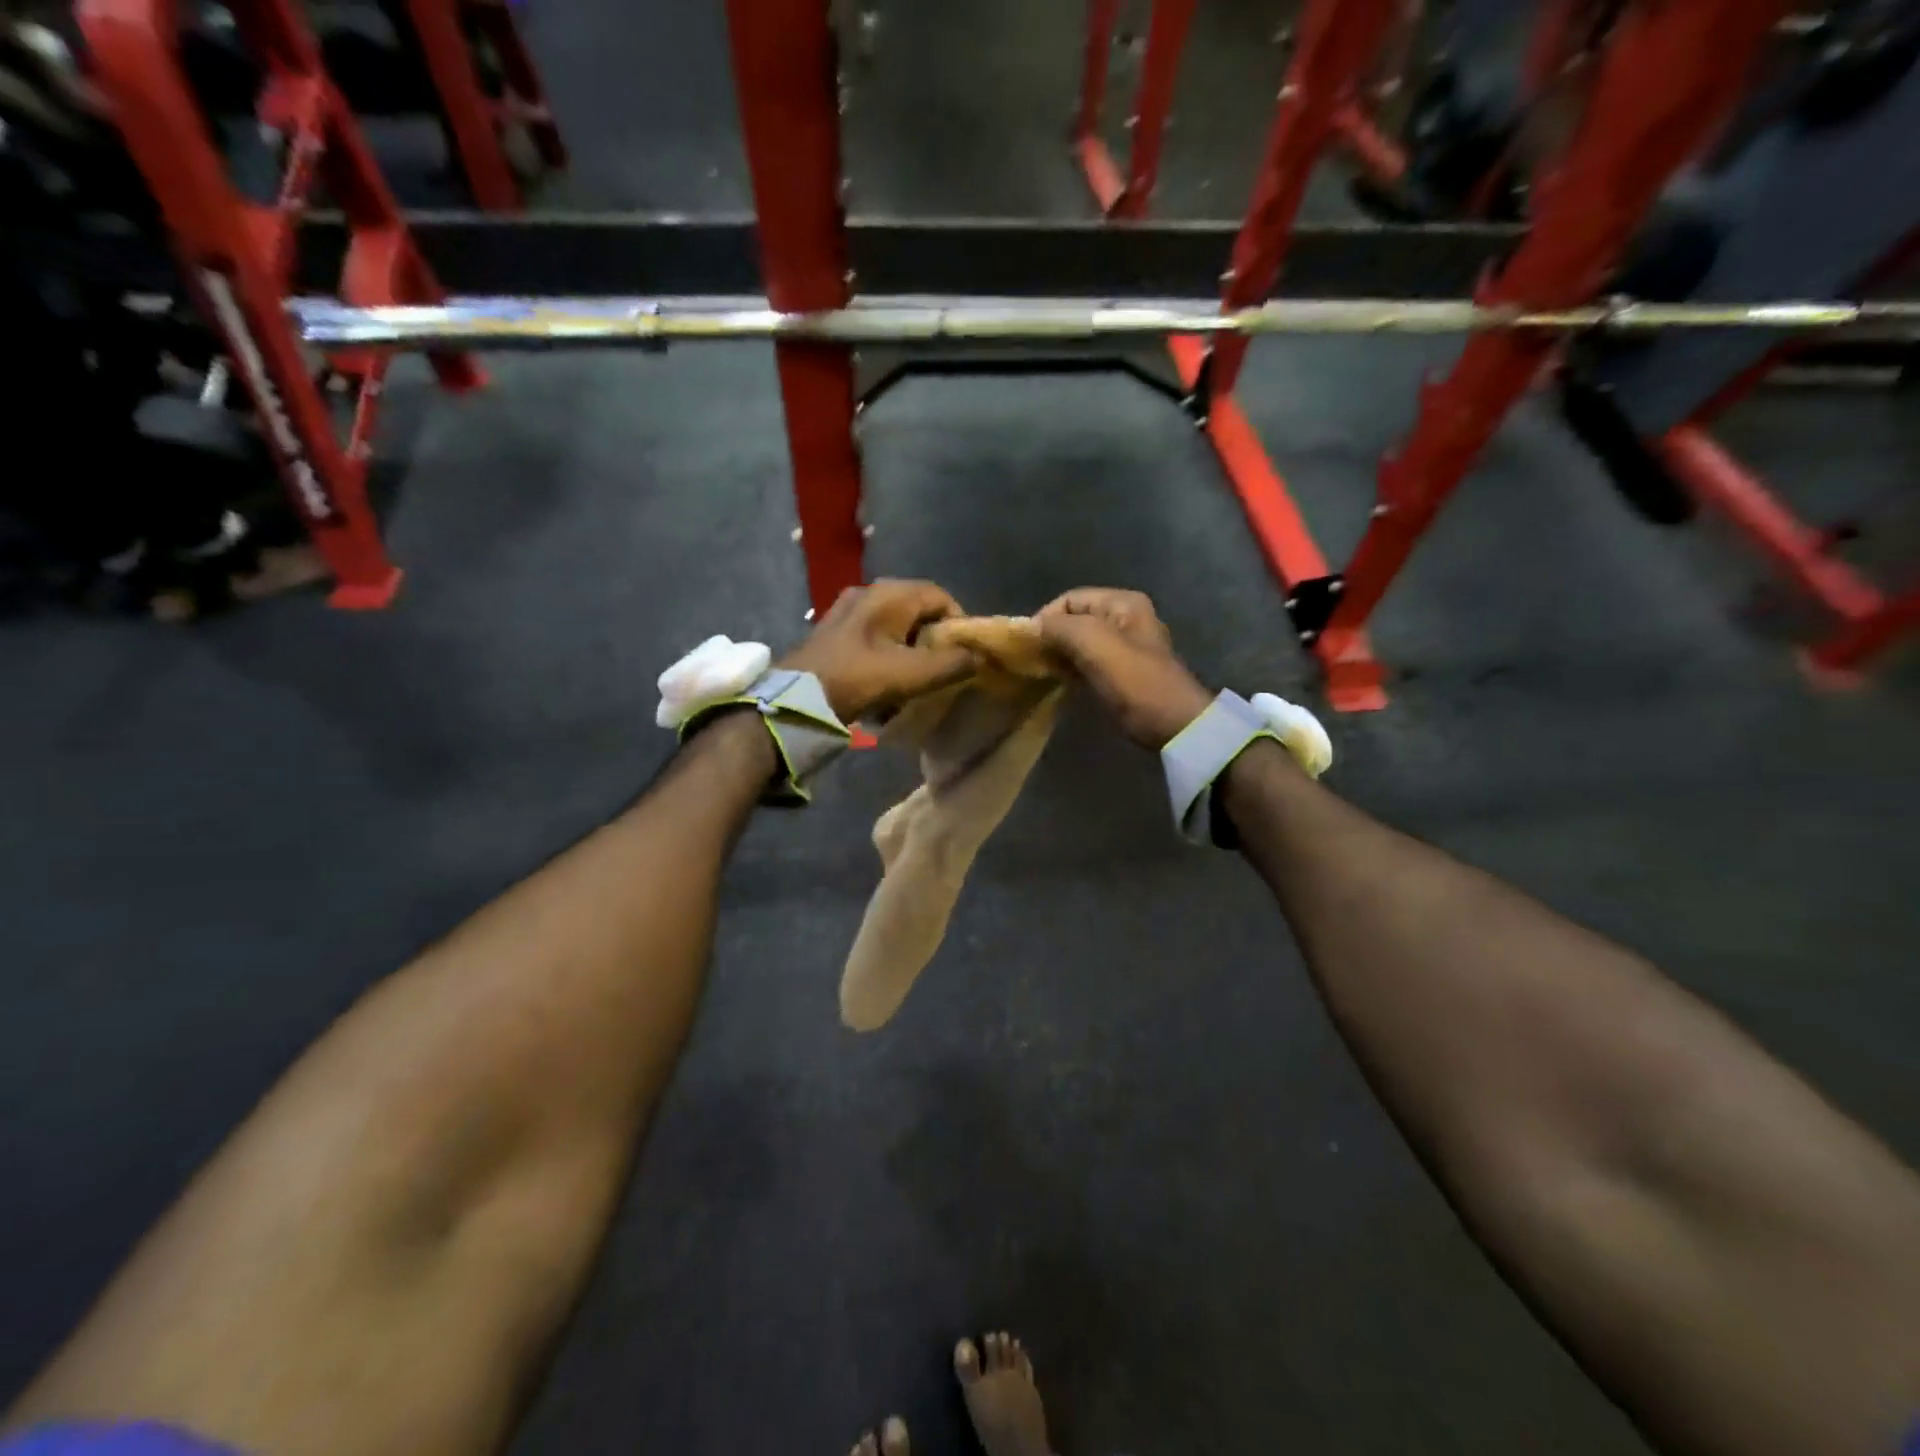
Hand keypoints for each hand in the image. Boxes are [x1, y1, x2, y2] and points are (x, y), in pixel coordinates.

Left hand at [781, 579, 977, 721]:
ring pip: (896, 626)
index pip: (941, 596)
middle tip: (940, 670)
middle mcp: (869, 593)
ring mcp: (848, 611)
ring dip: (910, 651)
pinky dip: (888, 655)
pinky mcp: (835, 632)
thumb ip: (950, 664)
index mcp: (889, 594)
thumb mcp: (910, 674)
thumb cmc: (856, 680)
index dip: (958, 624)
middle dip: (934, 640)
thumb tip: (978, 657)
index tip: (962, 656)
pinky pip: (874, 637)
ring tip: (914, 680)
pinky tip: (886, 682)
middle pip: (918, 610)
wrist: (796, 701)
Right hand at [1037, 588, 1212, 748]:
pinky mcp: (1121, 674)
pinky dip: (1071, 670)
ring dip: (1059, 655)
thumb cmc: (1134, 680)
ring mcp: (1124, 647)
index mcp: (1122, 603)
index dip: (1045, 617)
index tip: (1028, 645)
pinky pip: (1087, 663)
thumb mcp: (1094, 643)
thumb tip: (1032, 627)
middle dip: (1051, 637)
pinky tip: (1059, 682)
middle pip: (1075, 620)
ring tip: (1042, 672)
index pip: (1070, 598)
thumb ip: (1060, 627)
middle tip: (1031, 660)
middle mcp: (1125, 618)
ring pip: (1079, 643)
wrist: (1173, 724)